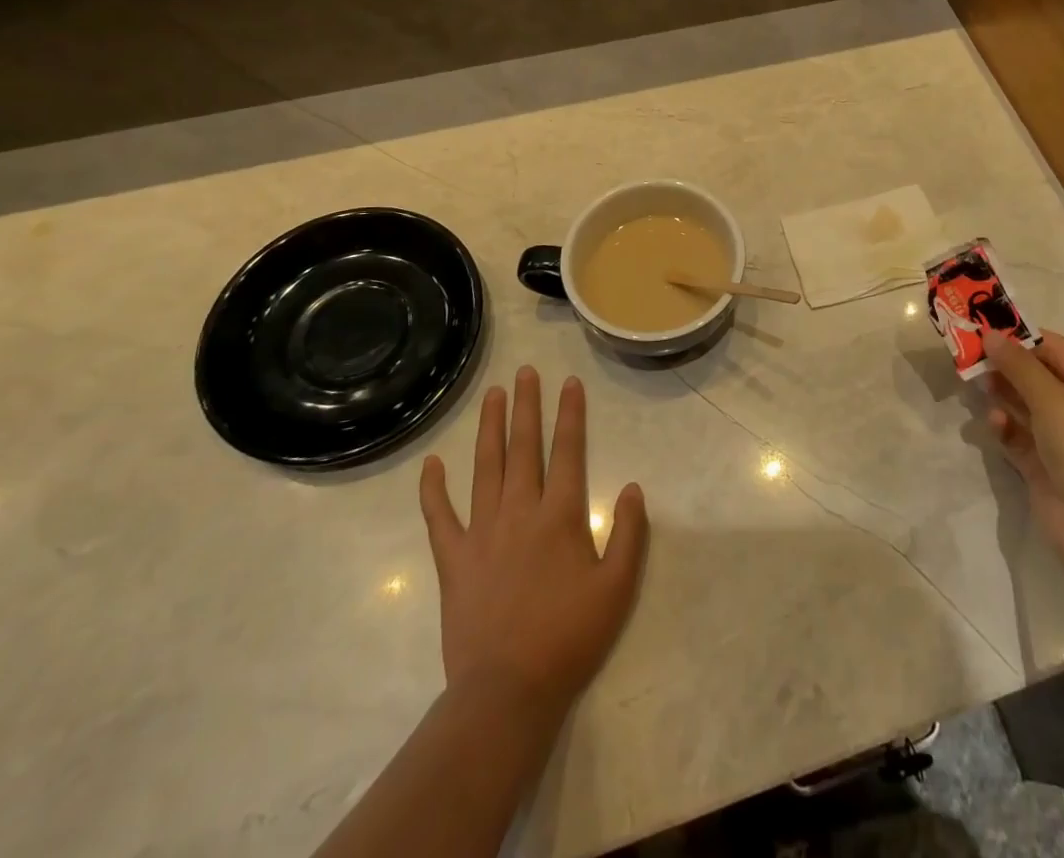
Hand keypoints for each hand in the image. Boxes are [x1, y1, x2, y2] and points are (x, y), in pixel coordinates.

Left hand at [419, 367, 648, 722]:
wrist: (507, 691)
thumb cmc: (569, 638)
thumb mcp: (617, 588)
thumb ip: (629, 534)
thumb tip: (633, 487)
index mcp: (561, 516)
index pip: (568, 451)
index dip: (570, 414)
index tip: (569, 382)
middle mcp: (520, 512)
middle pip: (524, 448)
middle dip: (527, 406)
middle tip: (526, 372)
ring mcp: (483, 533)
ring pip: (485, 468)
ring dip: (490, 428)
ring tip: (493, 396)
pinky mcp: (454, 560)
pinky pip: (440, 517)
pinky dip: (433, 489)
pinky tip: (431, 463)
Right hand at [983, 329, 1063, 570]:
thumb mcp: (1052, 400)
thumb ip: (1018, 365)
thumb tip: (989, 334)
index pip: (1055, 349)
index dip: (1020, 337)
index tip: (983, 327)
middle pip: (1038, 375)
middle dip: (1006, 367)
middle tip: (970, 356)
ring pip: (1025, 403)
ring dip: (1002, 394)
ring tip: (976, 385)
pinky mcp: (1045, 463)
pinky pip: (1019, 433)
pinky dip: (1006, 426)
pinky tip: (994, 424)